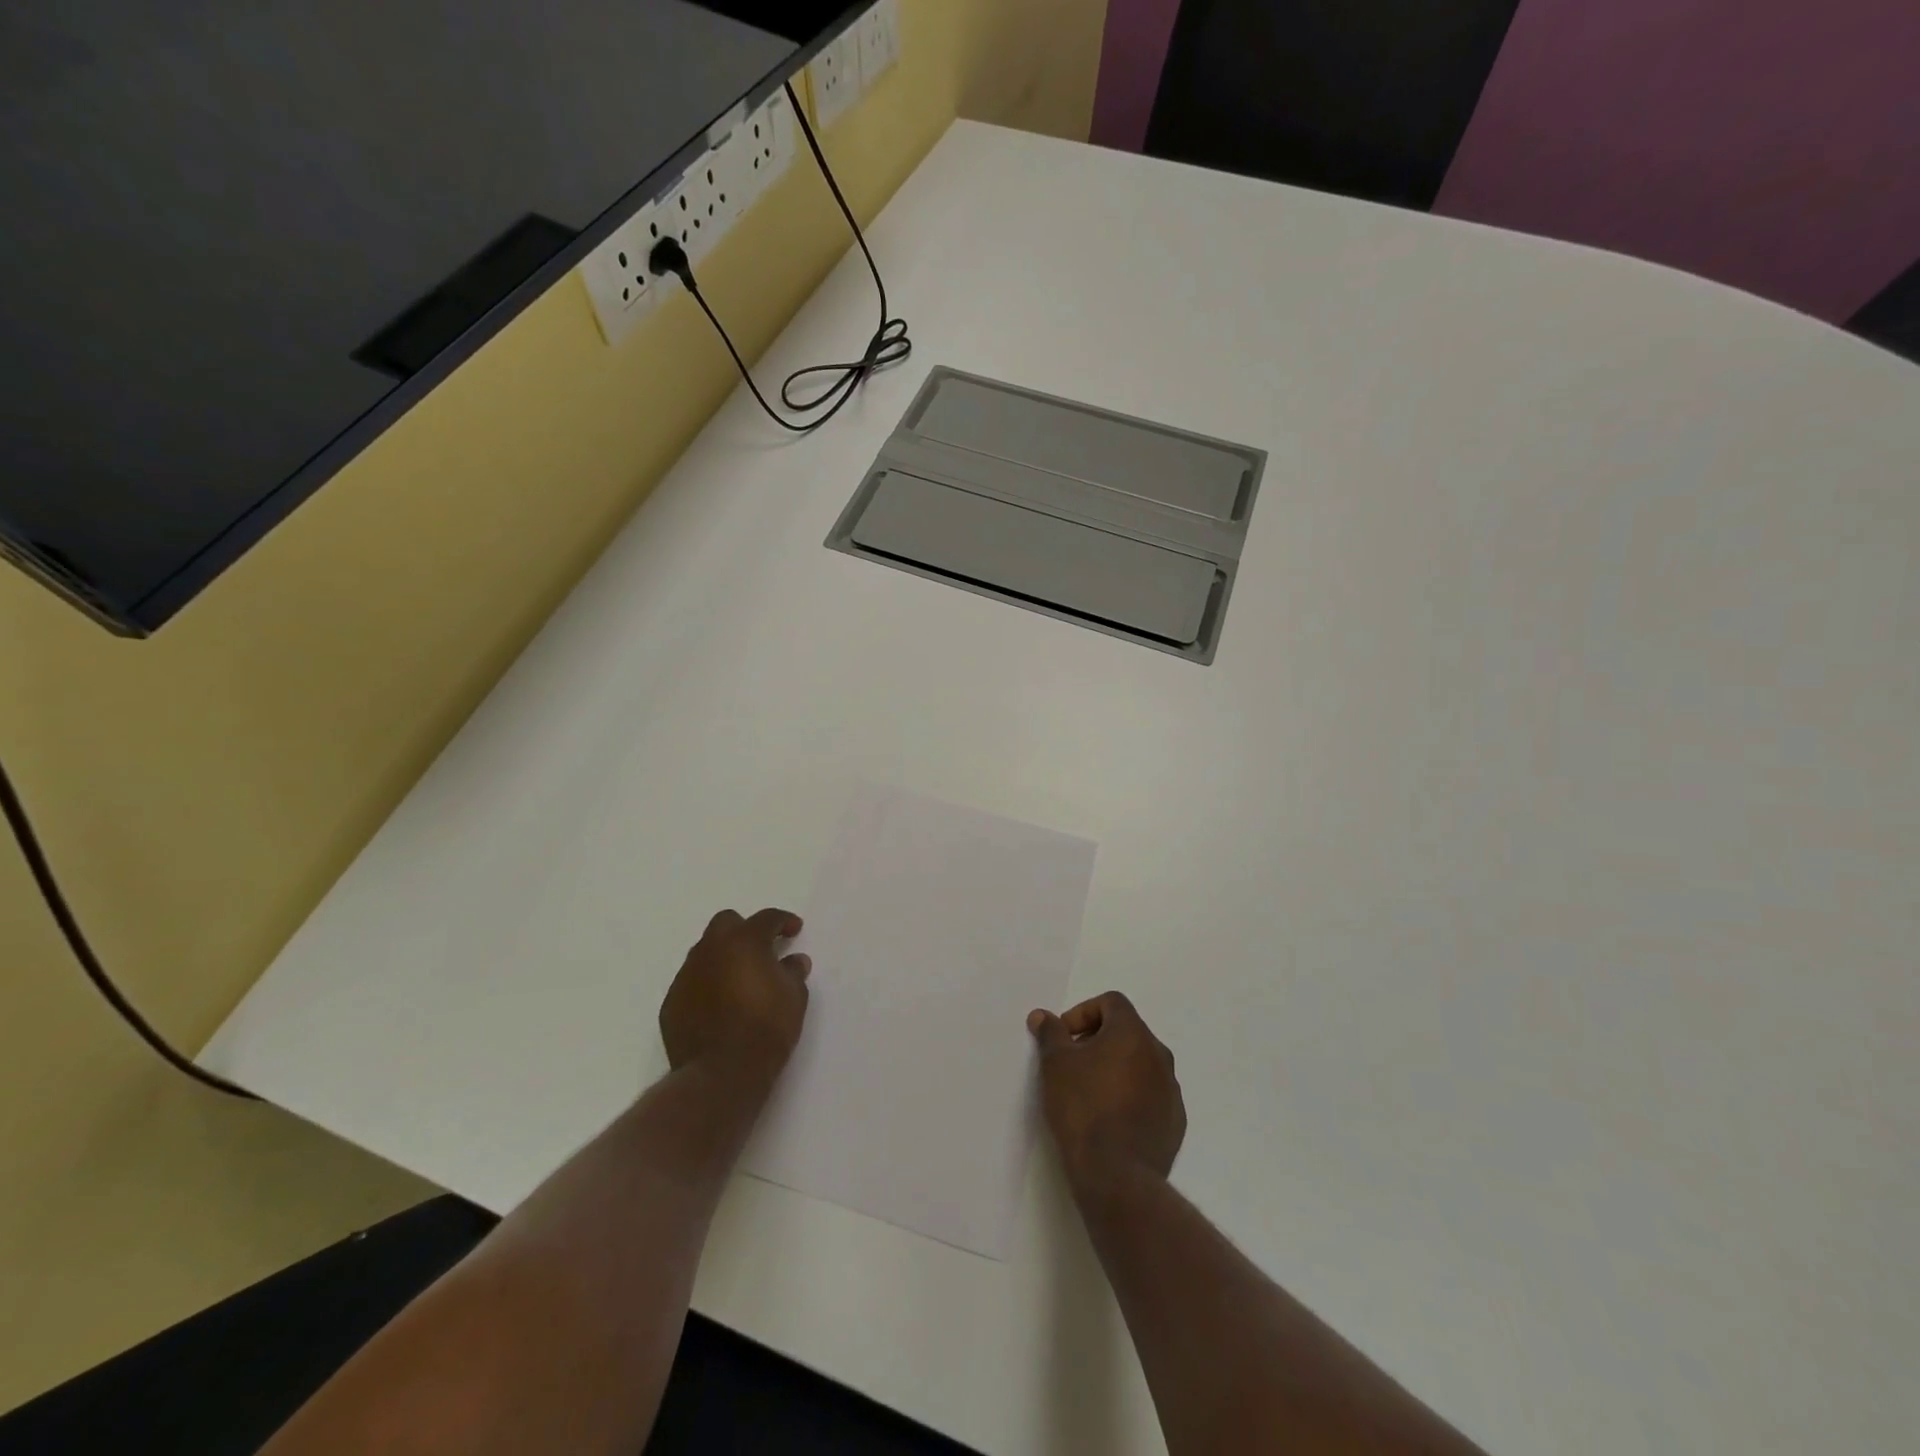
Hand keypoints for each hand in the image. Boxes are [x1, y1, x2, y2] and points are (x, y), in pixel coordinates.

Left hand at [660, 908, 811, 1084]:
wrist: (721, 1074)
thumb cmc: (766, 1028)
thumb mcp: (794, 997)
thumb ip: (793, 972)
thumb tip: (794, 960)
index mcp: (744, 941)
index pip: (766, 918)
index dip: (783, 921)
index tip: (794, 929)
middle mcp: (710, 950)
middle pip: (726, 923)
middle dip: (745, 930)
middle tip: (762, 950)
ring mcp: (686, 976)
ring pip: (705, 952)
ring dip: (723, 957)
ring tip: (740, 980)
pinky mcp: (672, 1002)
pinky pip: (692, 981)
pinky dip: (707, 984)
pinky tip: (720, 1005)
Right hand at [1029, 992, 1185, 1188]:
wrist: (1117, 1176)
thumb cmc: (1083, 1108)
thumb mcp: (1056, 1064)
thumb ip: (1050, 1033)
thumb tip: (1042, 1016)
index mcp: (1133, 1034)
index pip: (1112, 1002)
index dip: (1083, 1012)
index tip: (1064, 1038)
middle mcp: (1159, 1055)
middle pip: (1127, 1032)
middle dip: (1098, 1040)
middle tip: (1072, 1063)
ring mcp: (1171, 1090)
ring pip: (1140, 1064)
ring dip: (1116, 1068)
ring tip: (1089, 1093)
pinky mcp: (1175, 1122)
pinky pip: (1151, 1095)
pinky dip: (1131, 1096)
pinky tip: (1110, 1119)